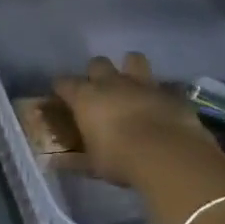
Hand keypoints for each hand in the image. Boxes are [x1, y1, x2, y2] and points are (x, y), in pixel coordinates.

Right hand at [53, 53, 219, 184]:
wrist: (169, 156)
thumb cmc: (119, 159)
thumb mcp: (92, 164)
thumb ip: (74, 160)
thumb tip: (53, 163)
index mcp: (85, 97)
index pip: (64, 82)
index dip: (61, 88)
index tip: (62, 98)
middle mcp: (111, 83)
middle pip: (97, 63)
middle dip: (96, 73)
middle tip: (99, 91)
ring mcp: (143, 84)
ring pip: (133, 59)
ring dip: (130, 68)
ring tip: (131, 85)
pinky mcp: (171, 92)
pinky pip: (164, 85)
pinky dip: (161, 92)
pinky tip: (161, 104)